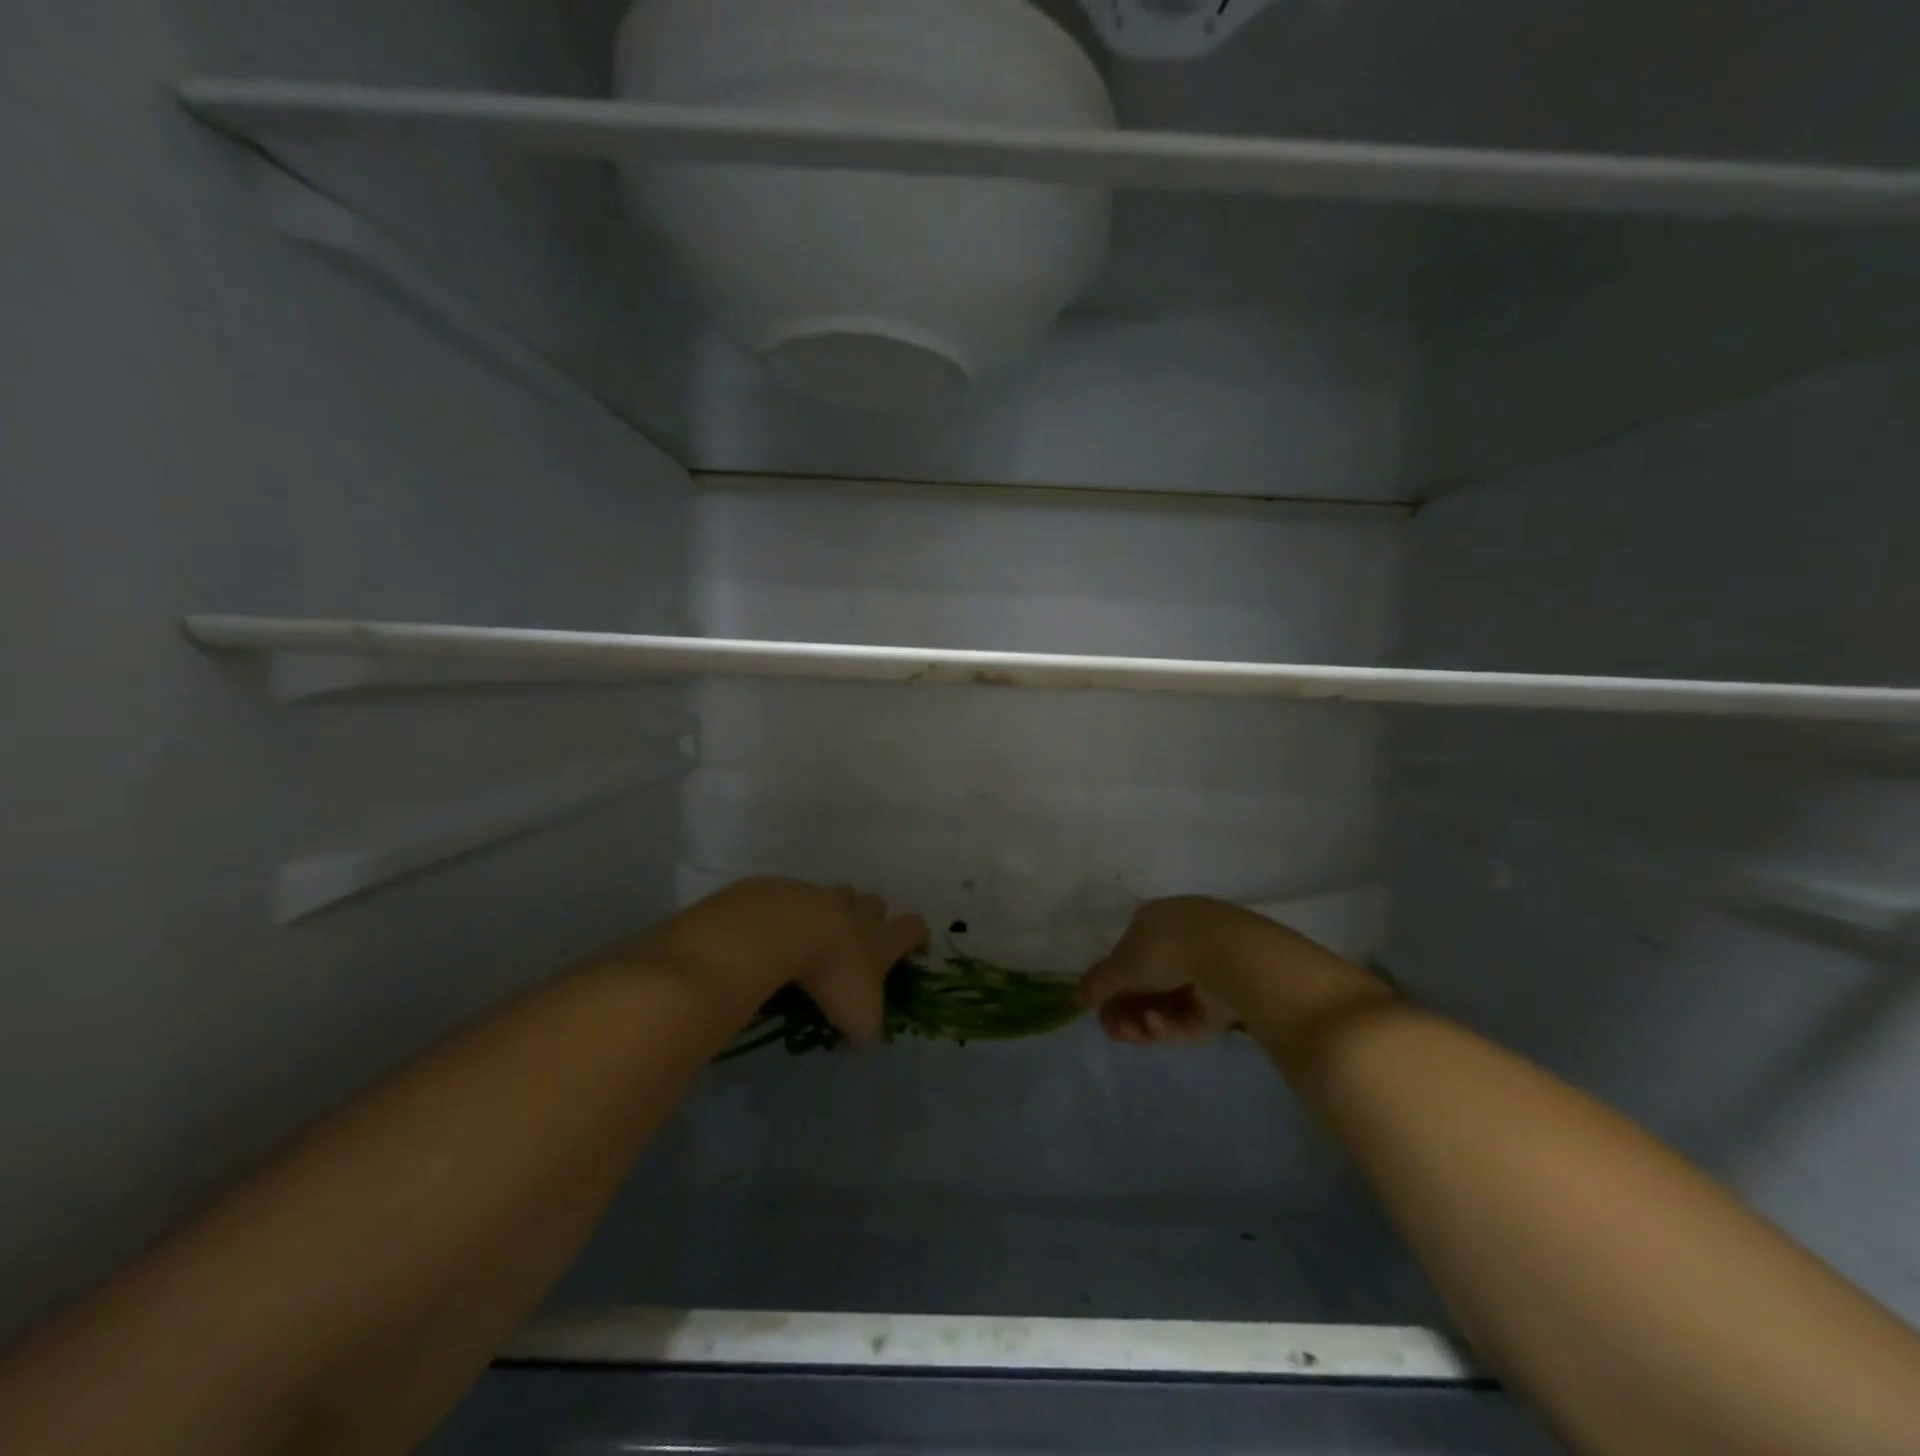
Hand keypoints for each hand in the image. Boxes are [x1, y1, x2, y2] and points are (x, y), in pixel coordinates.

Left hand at [637, 878, 928, 1043]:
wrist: (782, 933)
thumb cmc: (833, 977)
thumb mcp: (858, 1018)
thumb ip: (867, 1028)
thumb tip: (866, 1038)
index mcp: (880, 939)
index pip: (913, 928)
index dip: (917, 937)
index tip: (915, 950)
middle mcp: (855, 912)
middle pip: (874, 902)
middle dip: (871, 916)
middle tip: (858, 940)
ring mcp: (819, 896)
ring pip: (835, 894)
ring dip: (832, 909)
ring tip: (815, 934)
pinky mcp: (783, 891)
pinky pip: (794, 898)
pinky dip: (790, 914)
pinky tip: (775, 936)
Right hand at [1078, 897, 1381, 1046]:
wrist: (1234, 958)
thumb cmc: (1168, 949)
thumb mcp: (1122, 965)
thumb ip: (1097, 984)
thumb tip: (1075, 999)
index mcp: (1155, 919)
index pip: (1127, 954)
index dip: (1111, 984)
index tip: (1100, 1008)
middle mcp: (1182, 939)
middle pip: (1146, 983)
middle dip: (1127, 1010)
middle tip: (1116, 1031)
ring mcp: (1208, 968)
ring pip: (1168, 1004)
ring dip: (1147, 1021)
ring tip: (1140, 1033)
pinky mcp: (1230, 997)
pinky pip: (1193, 1016)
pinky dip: (1174, 1025)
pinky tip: (1164, 1027)